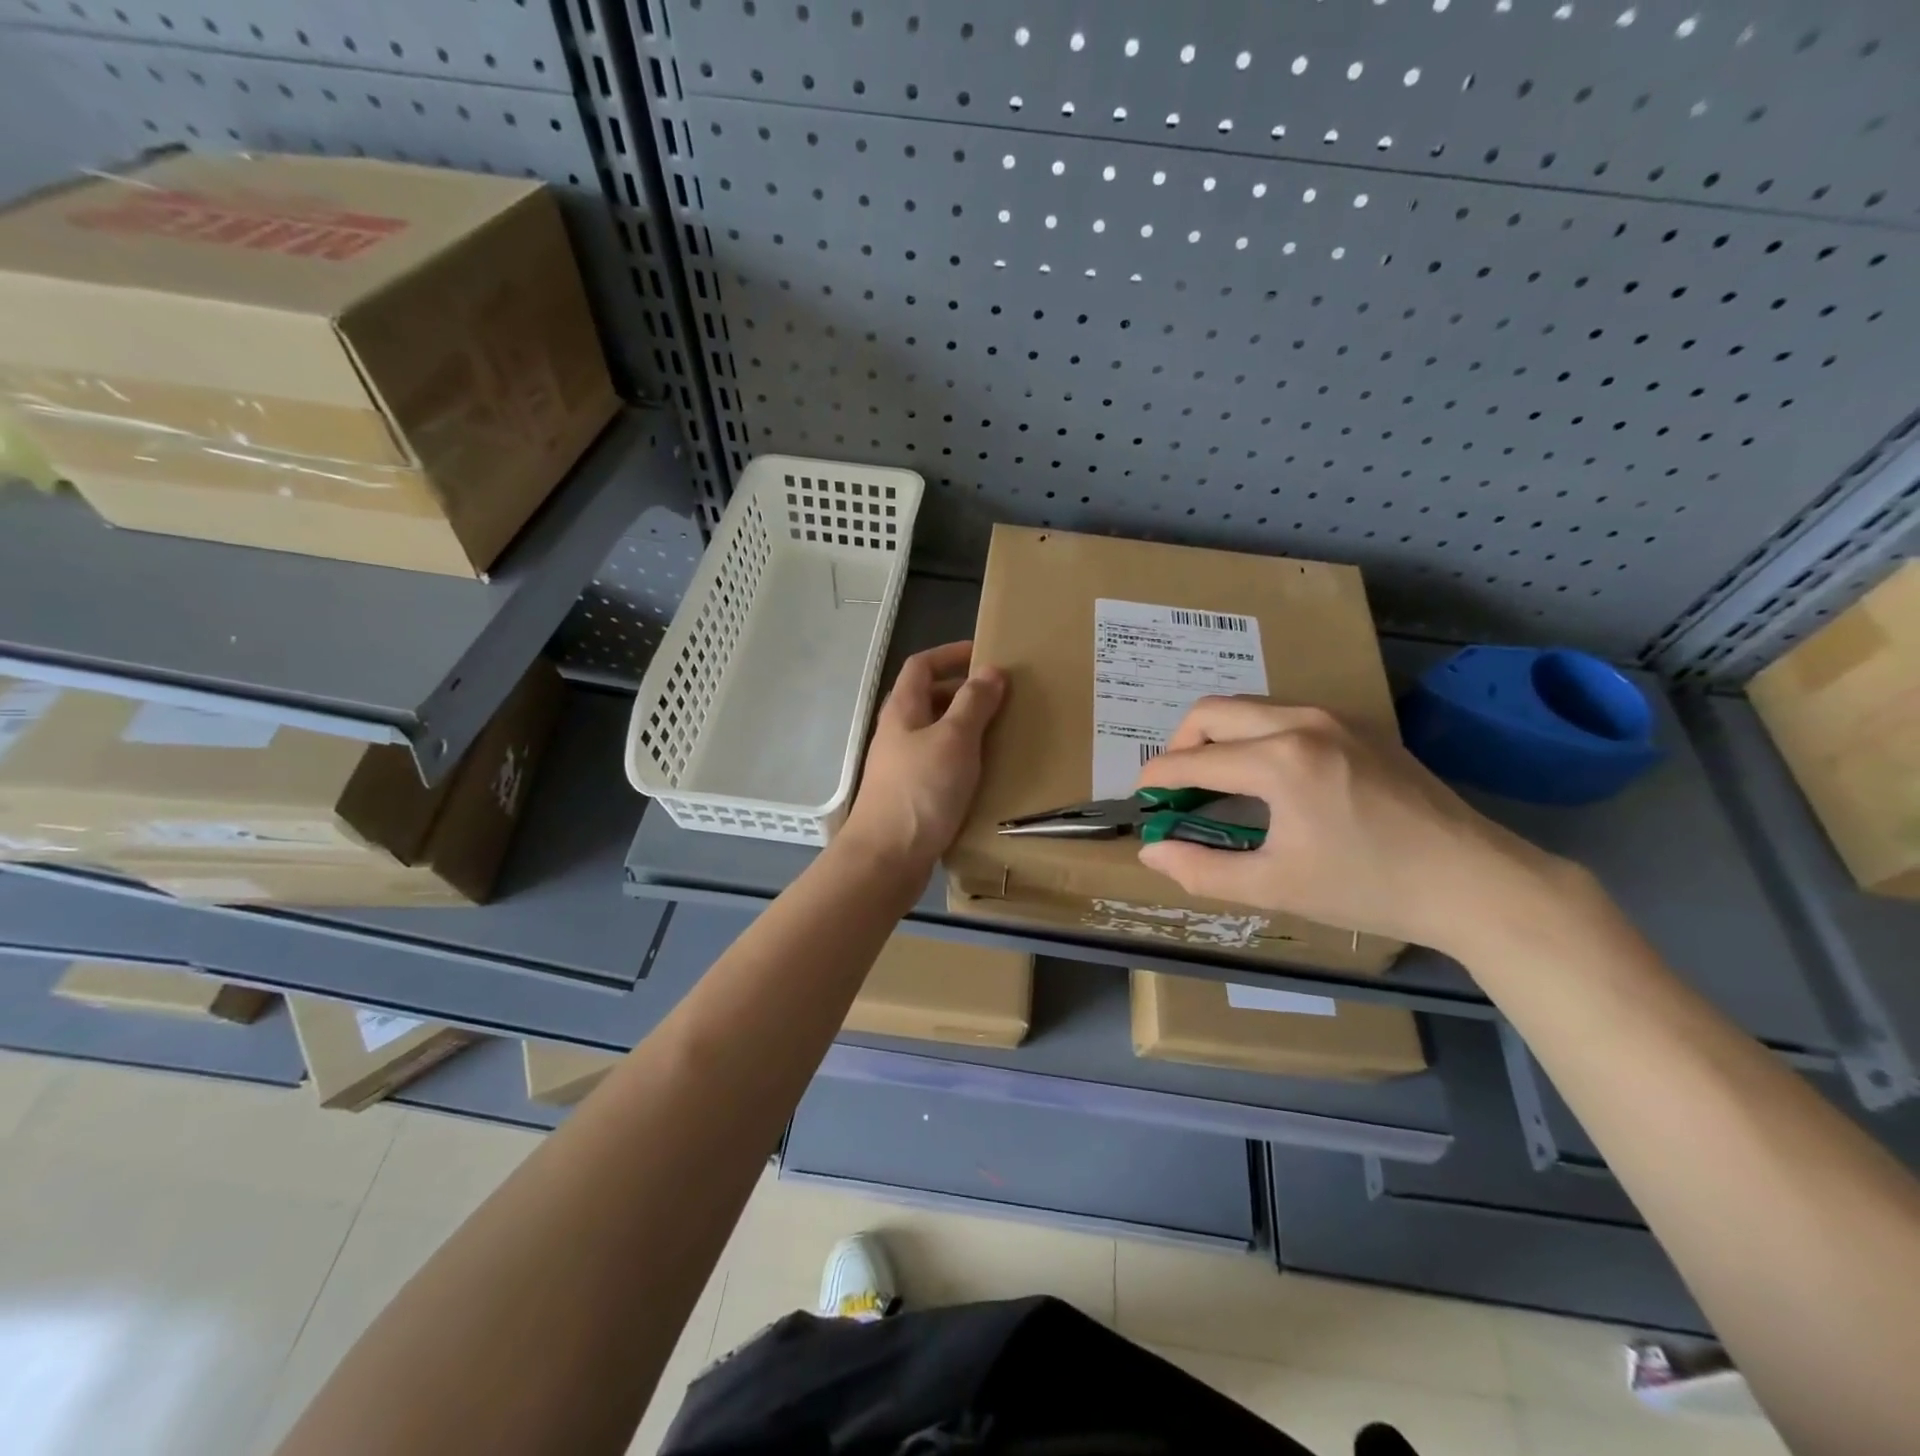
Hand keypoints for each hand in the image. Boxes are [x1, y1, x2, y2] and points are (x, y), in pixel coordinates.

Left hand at [842, 641, 1005, 870]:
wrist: (886, 859)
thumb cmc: (921, 791)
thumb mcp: (954, 740)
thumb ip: (974, 704)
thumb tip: (991, 671)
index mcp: (903, 710)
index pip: (921, 666)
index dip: (950, 654)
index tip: (984, 655)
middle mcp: (898, 733)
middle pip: (929, 699)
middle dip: (964, 693)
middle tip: (1002, 699)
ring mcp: (902, 766)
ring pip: (937, 734)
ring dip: (966, 728)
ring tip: (1002, 734)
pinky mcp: (911, 795)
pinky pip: (940, 765)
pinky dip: (963, 761)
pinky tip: (986, 775)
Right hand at [1134, 698, 1571, 956]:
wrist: (1476, 881)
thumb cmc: (1370, 887)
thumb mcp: (1277, 886)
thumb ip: (1202, 869)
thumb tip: (1151, 850)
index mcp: (1280, 761)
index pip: (1193, 760)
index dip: (1157, 779)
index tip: (1142, 799)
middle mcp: (1302, 722)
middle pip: (1212, 710)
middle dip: (1181, 744)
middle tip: (1178, 787)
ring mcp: (1336, 717)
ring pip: (1250, 706)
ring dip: (1219, 735)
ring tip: (1217, 780)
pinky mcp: (1360, 725)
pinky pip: (1285, 713)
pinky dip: (1255, 734)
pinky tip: (1268, 775)